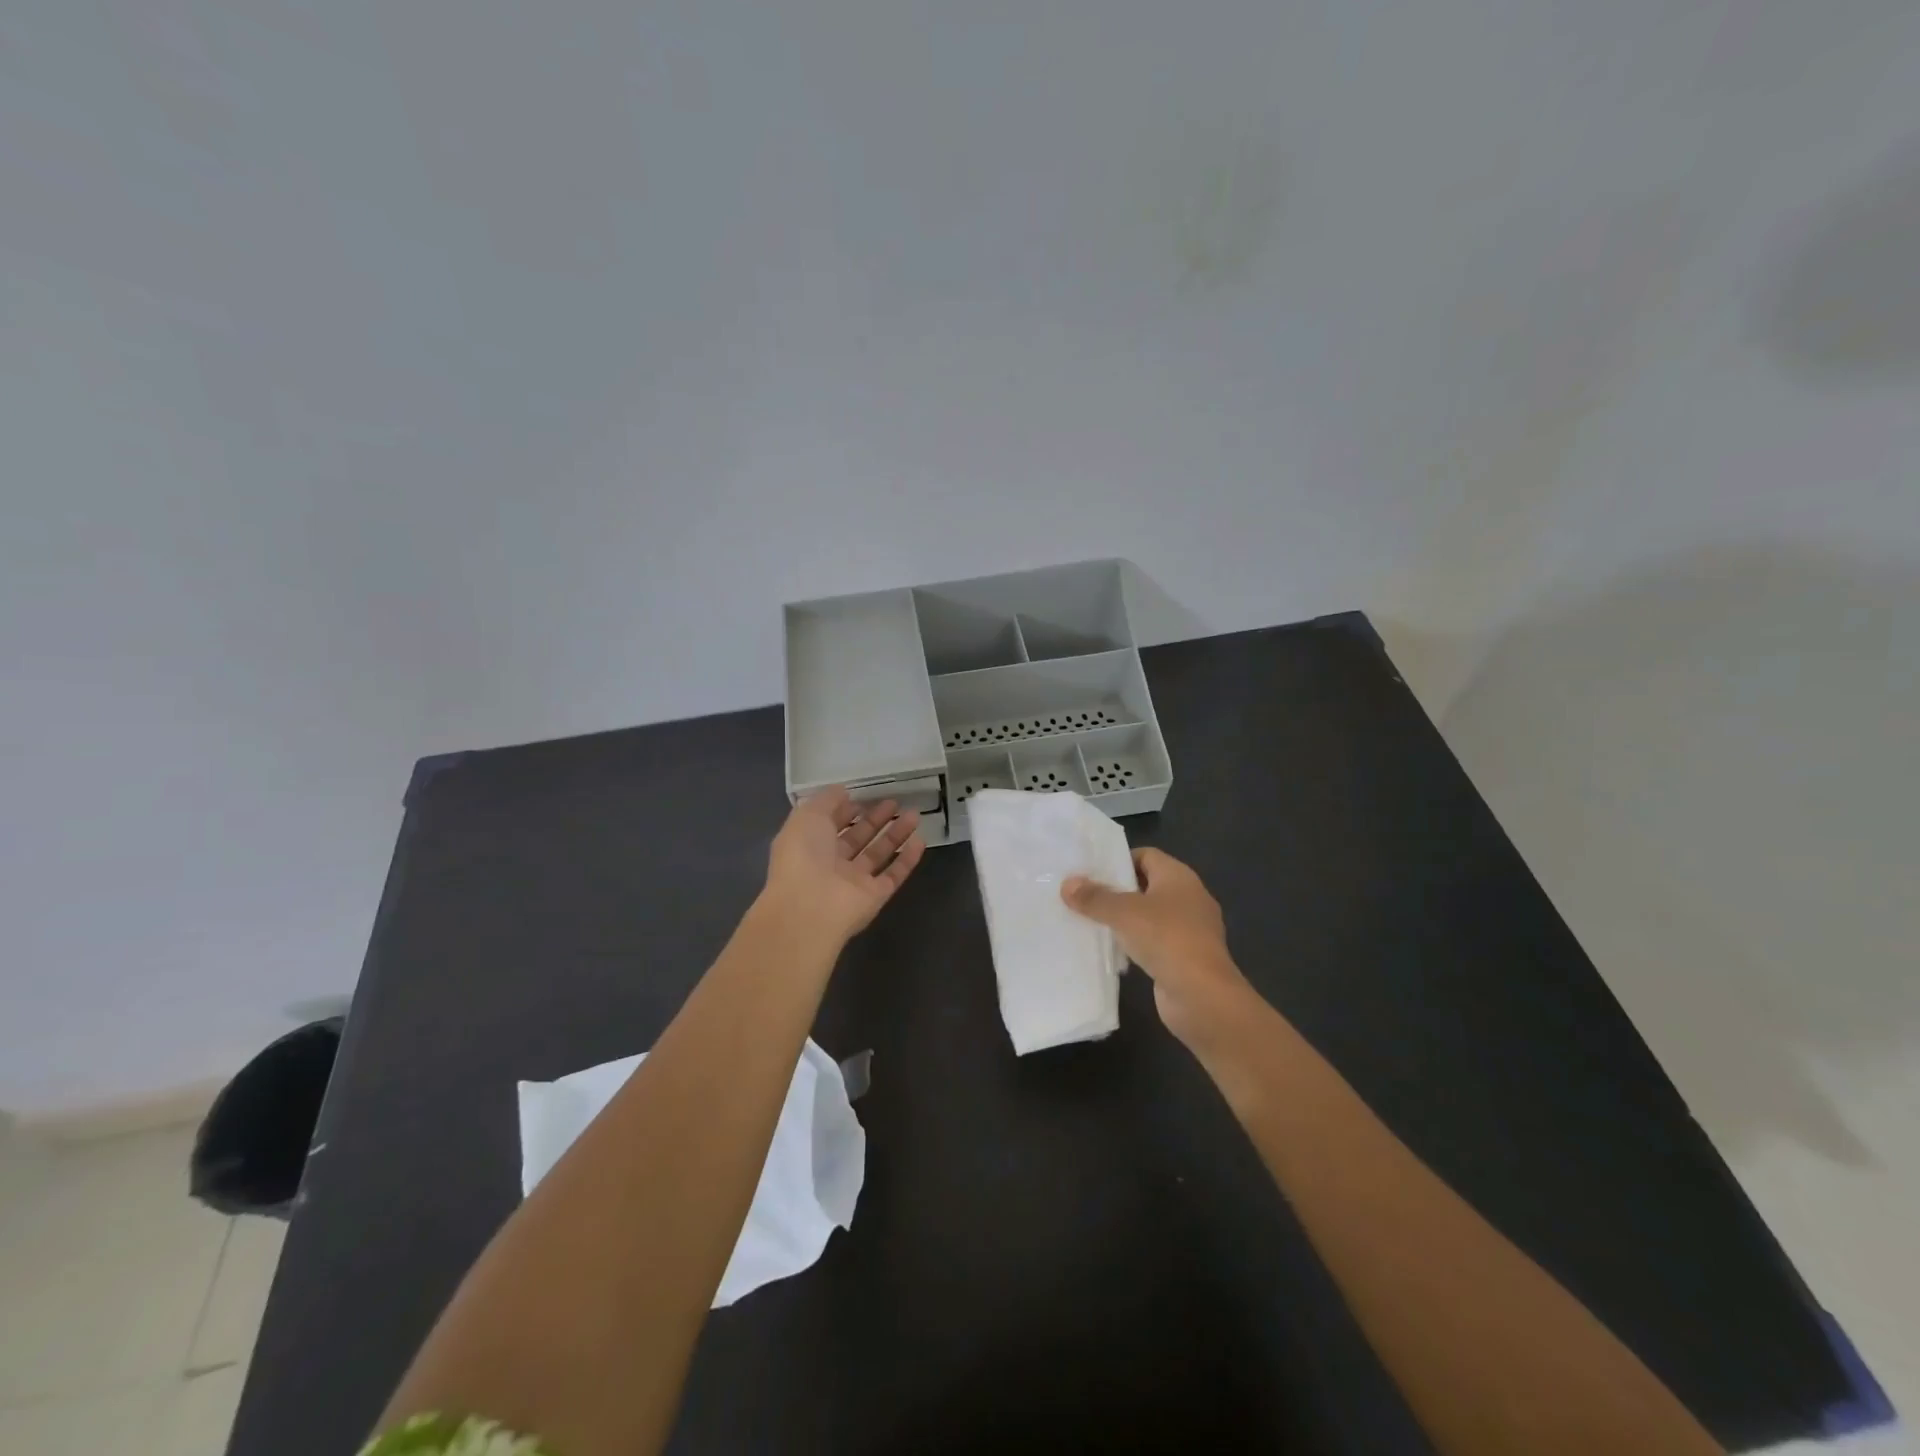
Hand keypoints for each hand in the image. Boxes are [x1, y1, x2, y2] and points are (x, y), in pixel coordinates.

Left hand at [762, 787, 925, 946]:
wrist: (810, 907)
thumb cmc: (803, 855)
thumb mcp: (807, 815)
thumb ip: (826, 800)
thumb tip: (843, 791)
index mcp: (809, 844)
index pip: (830, 824)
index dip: (845, 810)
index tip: (864, 796)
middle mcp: (831, 864)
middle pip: (857, 838)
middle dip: (875, 819)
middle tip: (895, 802)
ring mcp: (854, 882)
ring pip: (878, 854)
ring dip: (895, 834)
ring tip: (914, 814)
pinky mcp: (874, 896)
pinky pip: (893, 875)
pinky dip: (907, 859)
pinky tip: (921, 840)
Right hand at [1061, 848, 1252, 1047]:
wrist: (1202, 996)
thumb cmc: (1165, 939)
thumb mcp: (1123, 913)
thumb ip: (1094, 897)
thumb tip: (1068, 884)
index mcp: (1179, 876)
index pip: (1146, 855)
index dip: (1119, 860)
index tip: (1091, 872)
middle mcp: (1189, 897)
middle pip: (1147, 885)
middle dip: (1117, 890)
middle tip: (1085, 896)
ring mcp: (1191, 929)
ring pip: (1151, 915)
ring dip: (1125, 919)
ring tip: (1092, 922)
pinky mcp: (1187, 957)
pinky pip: (1156, 941)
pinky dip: (1136, 943)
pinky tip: (1114, 951)